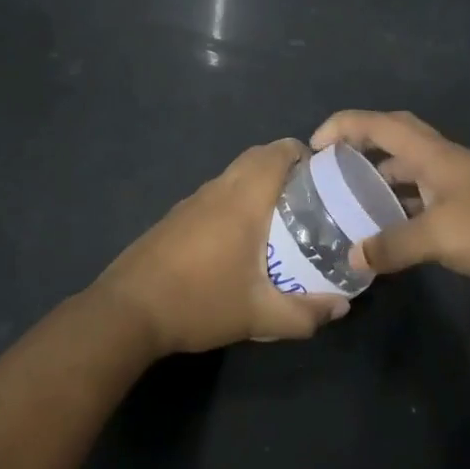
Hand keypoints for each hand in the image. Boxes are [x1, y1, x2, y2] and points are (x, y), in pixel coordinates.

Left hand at [94, 139, 349, 356]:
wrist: (127, 312)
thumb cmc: (199, 302)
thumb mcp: (259, 316)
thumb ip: (305, 314)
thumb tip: (341, 308)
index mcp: (242, 199)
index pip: (277, 152)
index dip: (304, 154)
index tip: (324, 175)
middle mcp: (217, 190)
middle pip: (256, 158)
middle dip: (285, 168)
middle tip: (309, 199)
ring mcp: (191, 202)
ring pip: (233, 176)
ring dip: (258, 185)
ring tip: (281, 220)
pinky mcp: (174, 218)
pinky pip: (215, 195)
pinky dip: (235, 202)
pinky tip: (239, 241)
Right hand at [310, 111, 469, 297]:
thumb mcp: (438, 236)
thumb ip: (392, 245)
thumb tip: (352, 256)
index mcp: (435, 155)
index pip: (381, 124)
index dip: (344, 125)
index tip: (315, 144)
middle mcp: (447, 161)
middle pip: (398, 137)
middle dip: (363, 143)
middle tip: (335, 165)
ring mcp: (464, 184)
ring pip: (413, 170)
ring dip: (384, 178)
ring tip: (355, 200)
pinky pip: (427, 197)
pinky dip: (405, 206)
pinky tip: (393, 230)